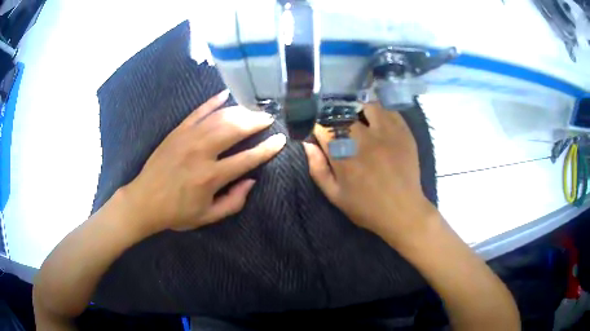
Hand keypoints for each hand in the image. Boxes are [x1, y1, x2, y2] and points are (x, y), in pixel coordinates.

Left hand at [123, 90, 285, 233]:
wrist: (144, 201)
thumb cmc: (176, 212)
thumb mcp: (207, 217)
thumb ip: (233, 202)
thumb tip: (251, 181)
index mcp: (210, 177)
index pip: (247, 159)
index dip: (267, 149)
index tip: (281, 140)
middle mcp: (201, 152)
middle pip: (235, 129)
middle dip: (255, 122)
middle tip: (268, 118)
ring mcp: (187, 138)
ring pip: (219, 118)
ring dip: (239, 111)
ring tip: (253, 110)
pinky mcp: (177, 131)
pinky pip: (197, 112)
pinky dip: (212, 102)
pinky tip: (225, 95)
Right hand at [303, 103, 435, 244]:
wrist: (403, 211)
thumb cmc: (366, 207)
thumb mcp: (335, 195)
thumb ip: (318, 169)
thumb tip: (307, 144)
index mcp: (343, 155)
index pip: (323, 125)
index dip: (317, 124)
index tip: (318, 129)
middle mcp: (363, 138)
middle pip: (344, 112)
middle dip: (336, 114)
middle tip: (338, 124)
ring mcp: (386, 132)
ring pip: (367, 105)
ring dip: (358, 109)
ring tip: (358, 118)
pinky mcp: (403, 132)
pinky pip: (389, 110)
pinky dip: (380, 111)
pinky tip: (378, 120)